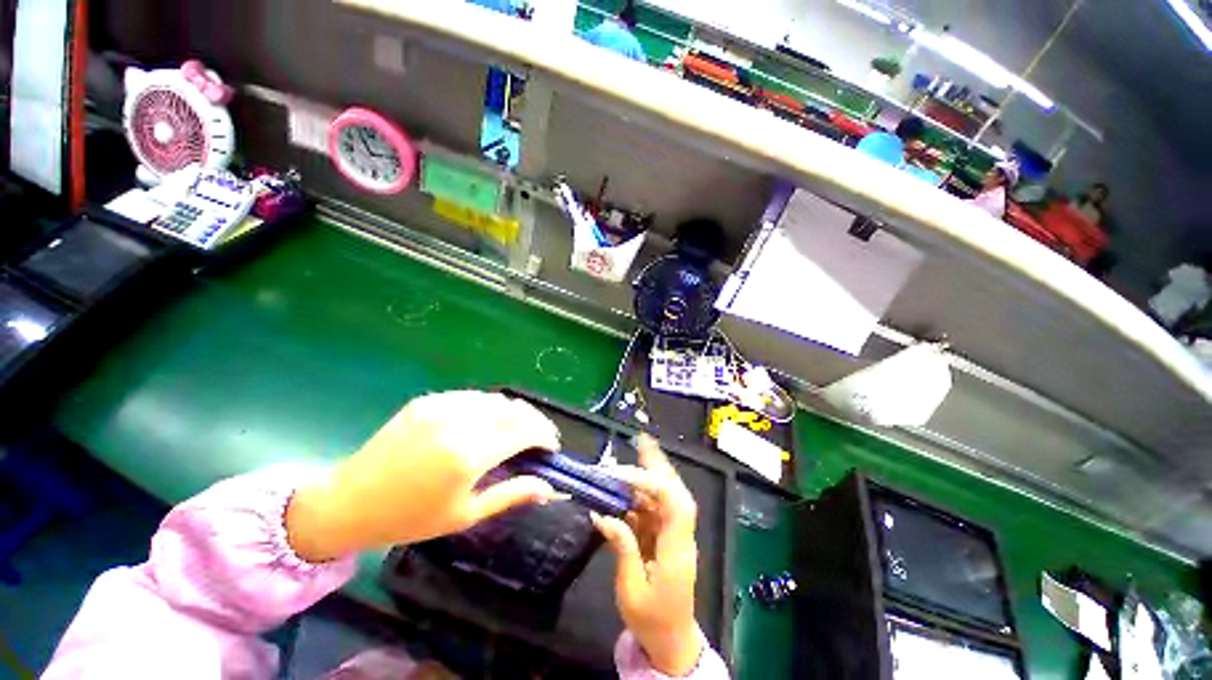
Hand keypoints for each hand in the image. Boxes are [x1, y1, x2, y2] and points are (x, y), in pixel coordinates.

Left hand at [286, 391, 563, 561]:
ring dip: (514, 412)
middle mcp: (460, 423)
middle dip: (535, 421)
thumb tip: (548, 487)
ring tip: (514, 431)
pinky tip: (484, 423)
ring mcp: (442, 407)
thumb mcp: (465, 515)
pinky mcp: (429, 401)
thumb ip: (511, 494)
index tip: (551, 446)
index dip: (545, 435)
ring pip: (496, 399)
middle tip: (538, 438)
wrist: (348, 502)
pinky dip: (489, 407)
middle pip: (516, 409)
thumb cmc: (409, 518)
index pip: (525, 431)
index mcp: (469, 455)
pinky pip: (472, 397)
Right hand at [592, 435, 703, 676]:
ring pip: (664, 496)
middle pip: (675, 491)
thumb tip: (602, 514)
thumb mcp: (631, 590)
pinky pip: (654, 508)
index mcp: (677, 550)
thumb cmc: (652, 622)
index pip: (672, 503)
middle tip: (642, 442)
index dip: (650, 481)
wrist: (671, 643)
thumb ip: (621, 548)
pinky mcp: (665, 537)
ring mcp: (674, 534)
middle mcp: (680, 535)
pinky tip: (625, 487)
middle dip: (658, 464)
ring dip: (647, 475)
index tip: (621, 474)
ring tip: (632, 453)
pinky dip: (640, 494)